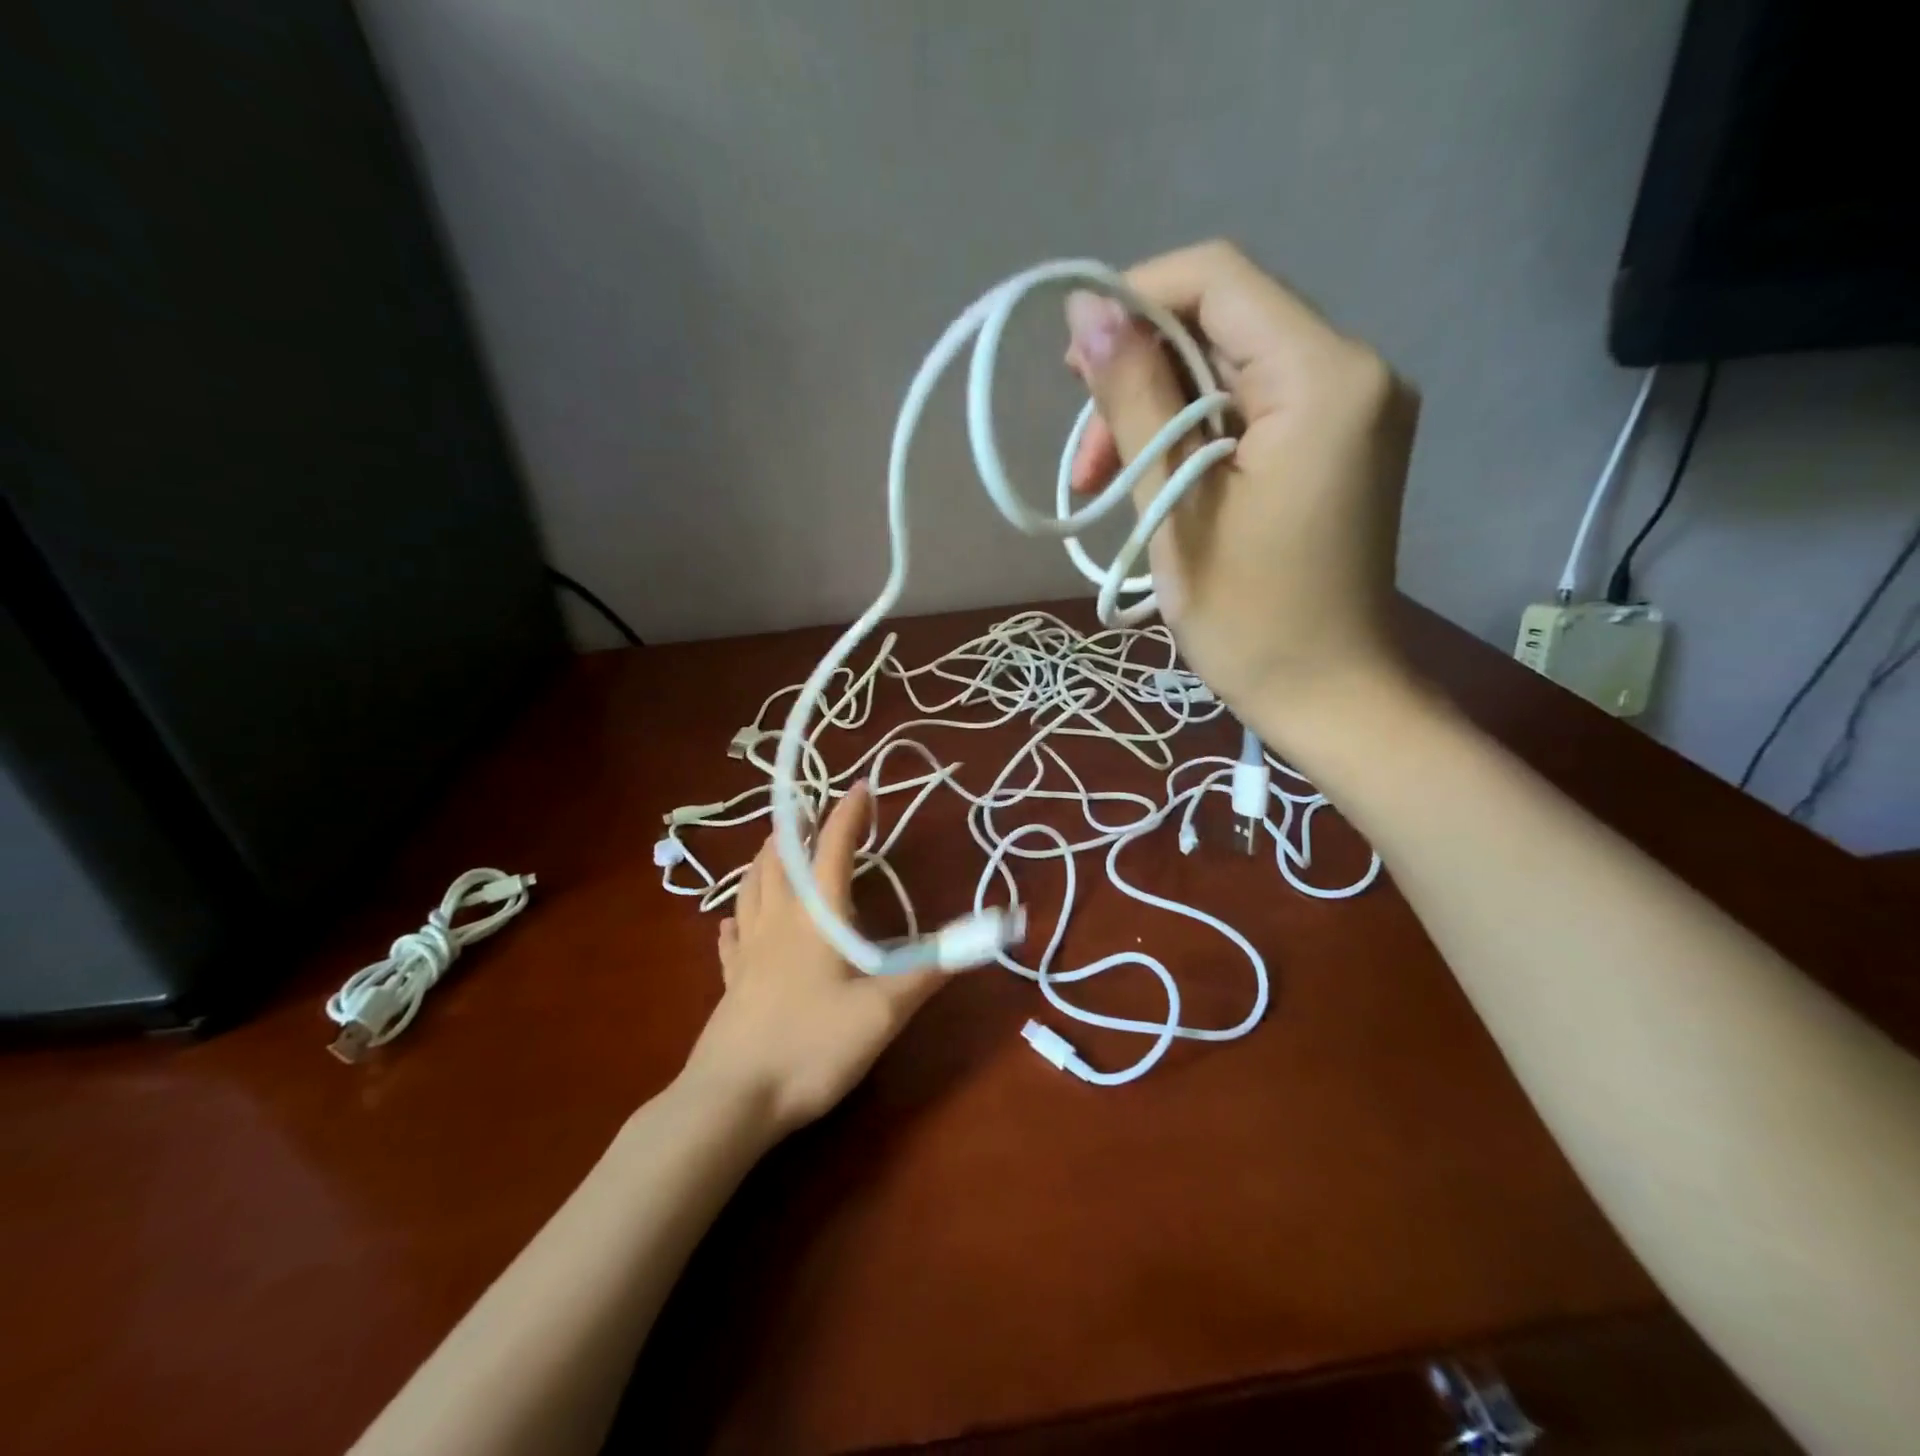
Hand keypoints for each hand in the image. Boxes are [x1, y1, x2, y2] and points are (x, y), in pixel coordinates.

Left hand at [678, 783, 946, 1136]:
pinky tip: (731, 923)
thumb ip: (930, 970)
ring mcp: (746, 951)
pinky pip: (729, 937)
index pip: (832, 849)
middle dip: (797, 829)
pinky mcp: (729, 982)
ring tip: (774, 850)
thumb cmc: (812, 1048)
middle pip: (780, 860)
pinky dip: (735, 918)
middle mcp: (776, 921)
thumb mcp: (883, 1011)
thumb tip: (981, 936)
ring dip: (764, 861)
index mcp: (815, 917)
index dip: (849, 814)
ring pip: (750, 888)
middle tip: (812, 813)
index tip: (862, 785)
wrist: (731, 1101)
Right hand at [1063, 241, 1420, 744]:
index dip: (1135, 301)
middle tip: (1087, 457)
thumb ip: (1135, 401)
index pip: (1219, 280)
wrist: (1328, 695)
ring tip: (1107, 481)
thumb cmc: (1248, 620)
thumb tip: (1087, 309)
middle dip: (1141, 375)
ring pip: (1232, 369)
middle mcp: (1354, 370)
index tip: (1075, 368)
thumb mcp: (1176, 509)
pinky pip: (1255, 408)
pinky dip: (1197, 434)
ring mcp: (1354, 407)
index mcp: (1323, 378)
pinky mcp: (1340, 442)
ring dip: (1160, 412)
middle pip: (1224, 325)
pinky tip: (1158, 482)